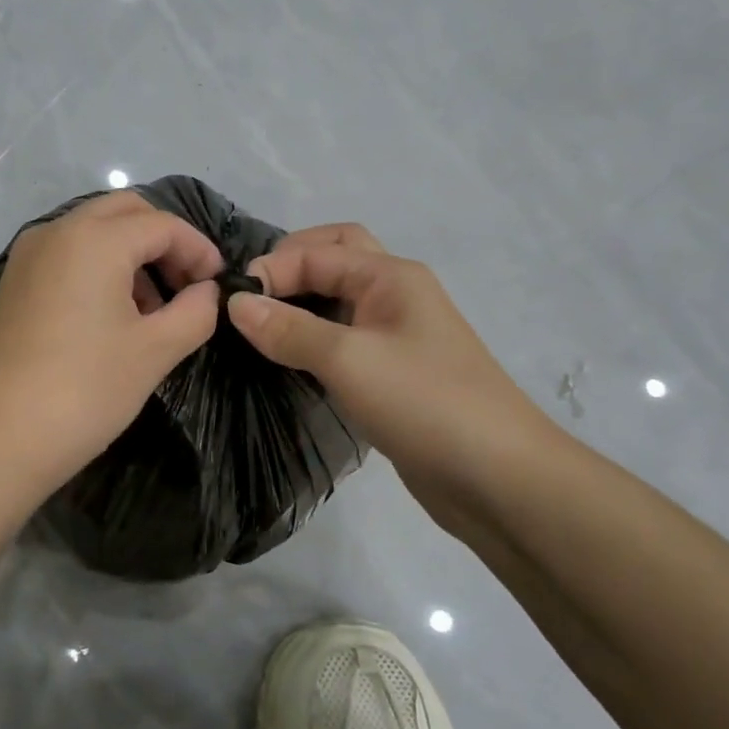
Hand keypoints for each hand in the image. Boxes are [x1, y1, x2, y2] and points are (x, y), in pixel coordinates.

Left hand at [0, 191, 224, 498]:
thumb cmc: (84, 391)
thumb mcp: (154, 352)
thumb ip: (194, 312)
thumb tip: (207, 292)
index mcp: (94, 239)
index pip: (162, 224)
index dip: (199, 249)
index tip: (219, 284)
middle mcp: (56, 232)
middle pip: (124, 213)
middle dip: (164, 241)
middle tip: (187, 286)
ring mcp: (27, 257)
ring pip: (92, 232)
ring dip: (131, 255)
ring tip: (153, 310)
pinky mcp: (12, 285)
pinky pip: (67, 257)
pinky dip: (99, 269)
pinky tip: (112, 317)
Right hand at [226, 224, 560, 539]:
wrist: (498, 477)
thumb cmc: (424, 402)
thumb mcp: (349, 359)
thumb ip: (289, 329)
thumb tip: (235, 302)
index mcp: (391, 276)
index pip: (318, 251)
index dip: (272, 269)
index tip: (229, 303)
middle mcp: (395, 296)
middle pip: (336, 259)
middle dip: (291, 268)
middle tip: (251, 299)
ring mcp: (397, 336)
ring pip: (339, 302)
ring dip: (301, 305)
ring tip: (257, 329)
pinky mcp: (393, 374)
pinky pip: (345, 341)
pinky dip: (313, 341)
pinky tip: (288, 362)